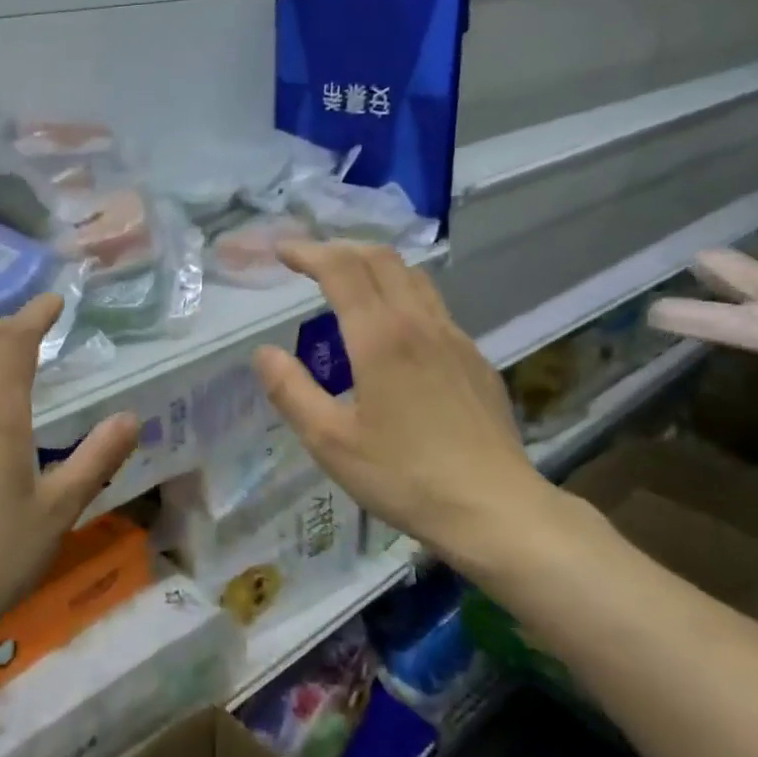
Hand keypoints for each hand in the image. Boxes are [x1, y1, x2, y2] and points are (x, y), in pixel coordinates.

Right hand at [252, 241, 571, 574]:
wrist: (493, 507)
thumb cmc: (404, 476)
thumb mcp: (330, 442)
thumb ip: (291, 391)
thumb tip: (264, 352)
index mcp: (381, 337)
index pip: (341, 269)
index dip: (307, 252)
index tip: (281, 251)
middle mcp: (420, 323)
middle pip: (381, 259)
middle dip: (340, 249)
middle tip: (309, 261)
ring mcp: (455, 338)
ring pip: (413, 278)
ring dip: (375, 266)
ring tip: (348, 283)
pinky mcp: (475, 359)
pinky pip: (434, 307)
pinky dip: (402, 295)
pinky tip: (394, 331)